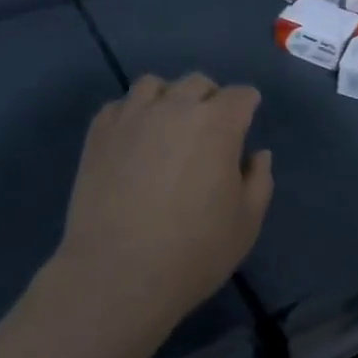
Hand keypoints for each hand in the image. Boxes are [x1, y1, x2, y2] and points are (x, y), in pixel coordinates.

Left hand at [50, 74, 272, 339]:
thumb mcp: (246, 223)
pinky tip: (133, 141)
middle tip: (209, 131)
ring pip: (154, 85)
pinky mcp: (99, 132)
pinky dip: (132, 114)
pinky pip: (120, 105)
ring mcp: (132, 115)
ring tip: (167, 128)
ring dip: (168, 99)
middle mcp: (175, 106)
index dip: (247, 106)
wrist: (117, 274)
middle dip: (210, 99)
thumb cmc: (192, 252)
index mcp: (217, 123)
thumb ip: (259, 181)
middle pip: (197, 83)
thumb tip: (257, 154)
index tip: (246, 122)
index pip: (240, 95)